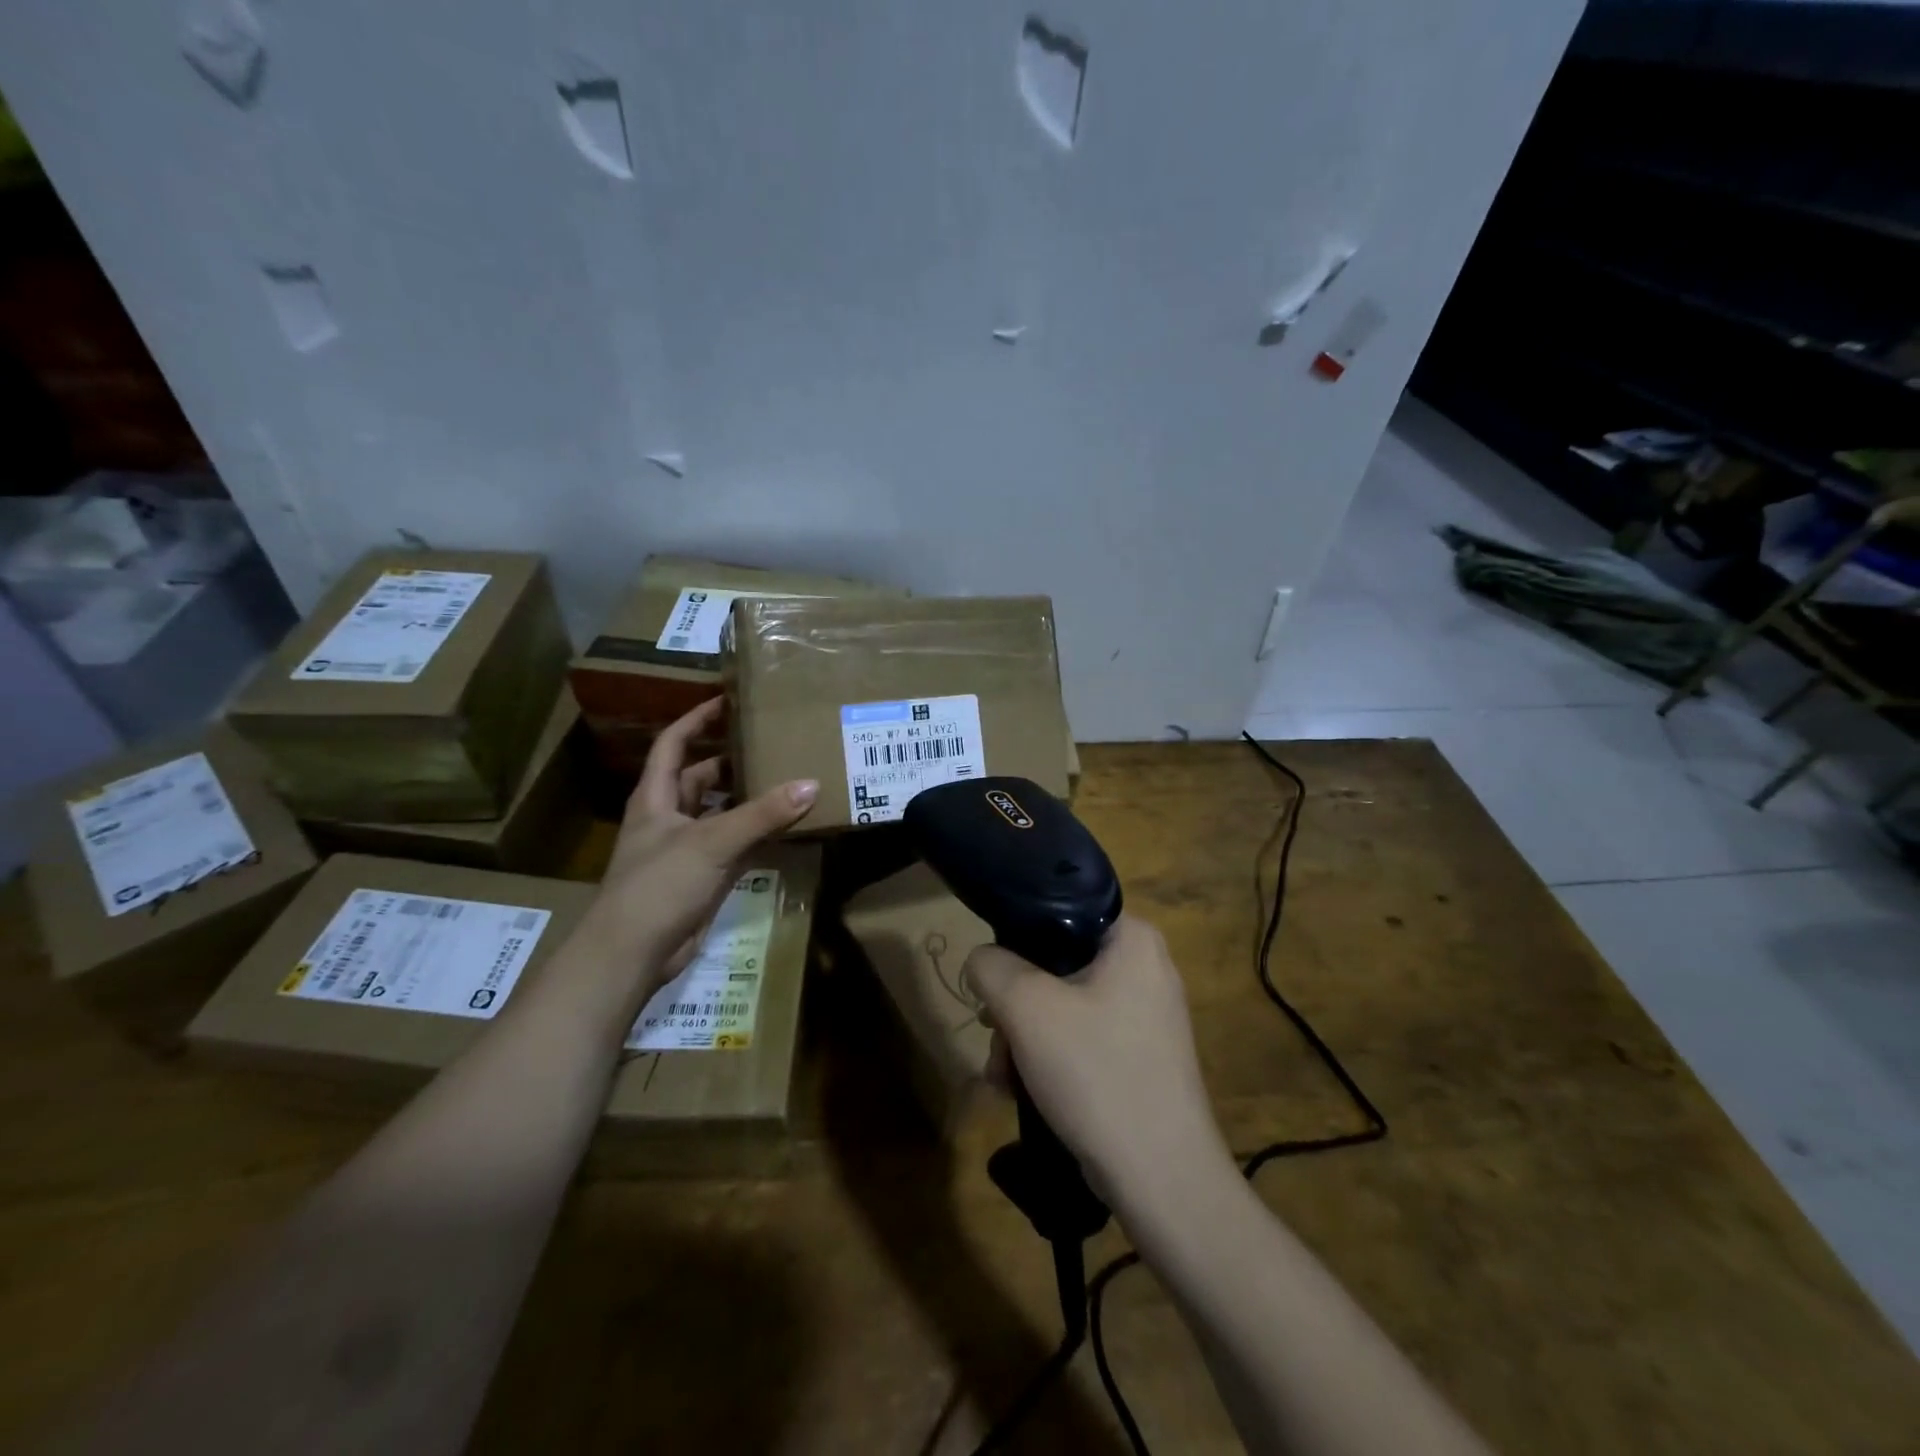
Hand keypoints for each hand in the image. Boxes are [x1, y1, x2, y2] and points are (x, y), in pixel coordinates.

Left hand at [583, 698, 816, 995]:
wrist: (632, 954)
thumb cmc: (659, 885)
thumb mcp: (712, 842)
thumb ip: (762, 814)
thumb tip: (811, 784)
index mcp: (657, 797)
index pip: (673, 744)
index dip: (697, 719)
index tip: (729, 700)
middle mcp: (670, 817)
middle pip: (702, 776)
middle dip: (732, 760)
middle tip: (773, 742)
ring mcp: (687, 849)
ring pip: (722, 812)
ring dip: (750, 799)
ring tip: (789, 779)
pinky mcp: (704, 877)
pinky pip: (737, 846)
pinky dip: (759, 835)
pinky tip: (788, 826)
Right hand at [963, 916, 1229, 1205]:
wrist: (1161, 1179)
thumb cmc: (1097, 1073)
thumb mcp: (1027, 1007)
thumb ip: (992, 966)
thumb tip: (982, 961)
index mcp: (1133, 939)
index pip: (1061, 911)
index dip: (1017, 937)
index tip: (992, 976)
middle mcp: (1145, 967)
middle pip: (1056, 963)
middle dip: (1014, 1004)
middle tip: (993, 1035)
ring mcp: (1145, 1014)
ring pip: (1062, 1004)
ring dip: (1023, 1036)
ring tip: (1002, 1076)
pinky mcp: (1138, 1055)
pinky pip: (1081, 1037)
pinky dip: (1048, 1058)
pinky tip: (1021, 1090)